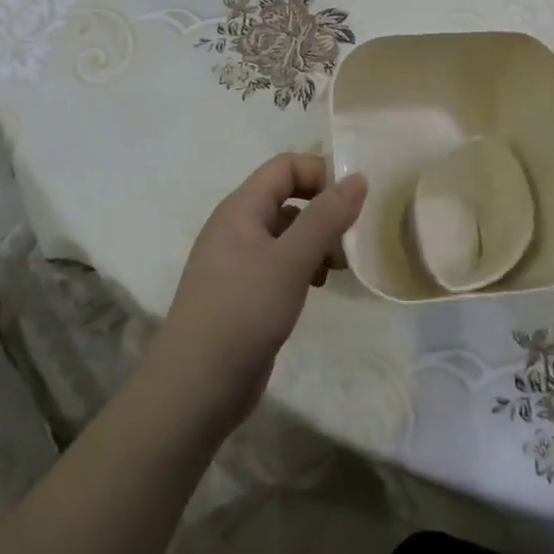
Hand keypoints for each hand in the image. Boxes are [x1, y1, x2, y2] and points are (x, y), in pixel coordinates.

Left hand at [148, 154, 366, 432]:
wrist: (195, 387)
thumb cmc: (243, 311)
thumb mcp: (291, 260)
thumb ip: (326, 217)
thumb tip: (358, 177)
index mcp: (241, 208)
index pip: (285, 166)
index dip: (320, 174)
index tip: (352, 204)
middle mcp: (237, 226)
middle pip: (288, 197)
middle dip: (323, 212)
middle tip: (349, 243)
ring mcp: (237, 261)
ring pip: (286, 232)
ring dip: (316, 242)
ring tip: (336, 270)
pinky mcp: (242, 292)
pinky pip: (279, 262)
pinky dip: (302, 266)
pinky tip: (316, 287)